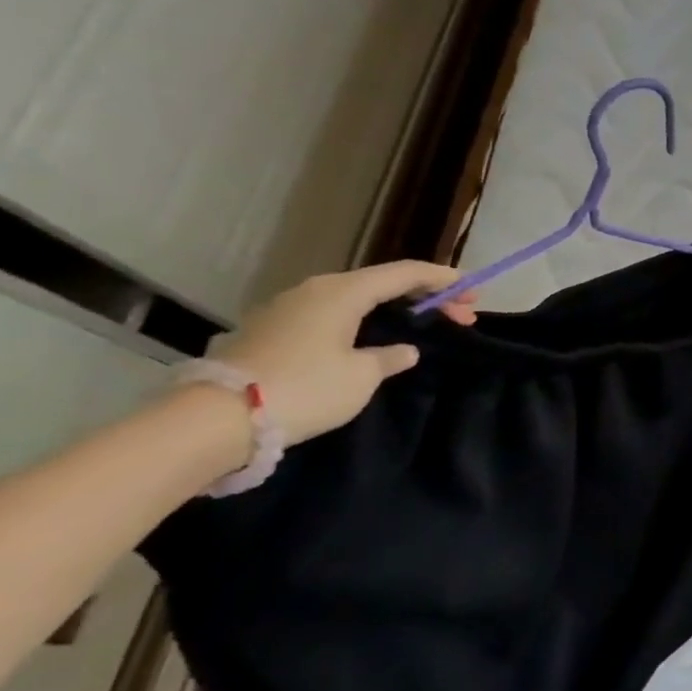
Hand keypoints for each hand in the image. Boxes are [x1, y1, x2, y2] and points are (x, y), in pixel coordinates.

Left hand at [216, 262, 477, 446]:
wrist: (218, 416)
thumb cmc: (305, 387)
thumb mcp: (361, 376)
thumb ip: (388, 357)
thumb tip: (403, 350)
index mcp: (343, 292)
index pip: (404, 274)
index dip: (443, 279)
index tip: (473, 289)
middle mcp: (315, 290)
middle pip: (381, 283)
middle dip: (424, 296)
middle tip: (461, 315)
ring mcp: (288, 308)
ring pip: (355, 298)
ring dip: (393, 308)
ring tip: (421, 324)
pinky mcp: (272, 330)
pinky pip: (333, 314)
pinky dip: (364, 319)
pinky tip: (373, 337)